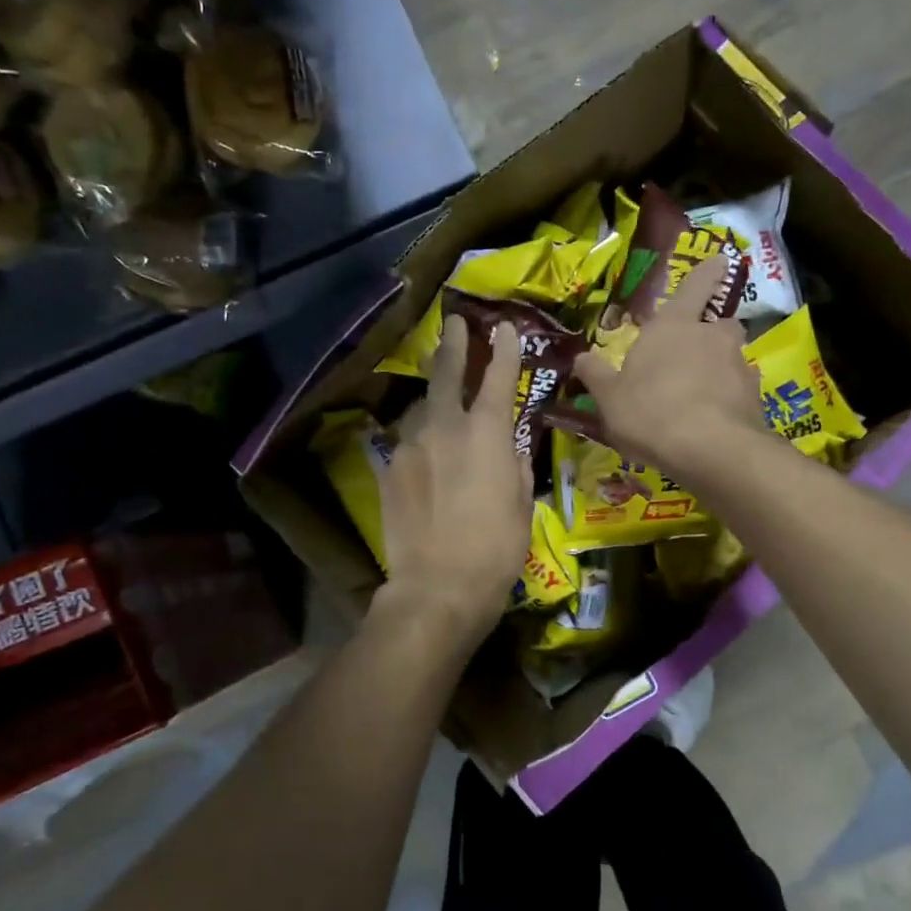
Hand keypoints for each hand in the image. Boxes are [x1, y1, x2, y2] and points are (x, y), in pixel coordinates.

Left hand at [377, 315, 532, 642]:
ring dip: (433, 400)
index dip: (505, 350)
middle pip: (447, 373)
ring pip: (421, 408)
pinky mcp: (388, 468)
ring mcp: (411, 445)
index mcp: (488, 434)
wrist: (437, 587)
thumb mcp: (522, 504)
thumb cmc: (496, 549)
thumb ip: (516, 463)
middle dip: (454, 344)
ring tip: (440, 403)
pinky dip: (418, 438)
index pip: (499, 378)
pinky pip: (405, 441)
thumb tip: (511, 444)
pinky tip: (423, 451)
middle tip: (455, 323)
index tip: (507, 328)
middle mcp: (446, 427)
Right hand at [573, 259, 769, 482]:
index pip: (695, 286)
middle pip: (721, 323)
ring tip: (704, 394)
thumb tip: (581, 357)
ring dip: (721, 368)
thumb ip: (597, 376)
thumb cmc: (650, 412)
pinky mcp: (755, 399)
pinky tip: (717, 420)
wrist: (710, 450)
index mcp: (674, 326)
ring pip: (733, 358)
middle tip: (697, 350)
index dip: (707, 272)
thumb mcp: (609, 398)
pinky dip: (731, 399)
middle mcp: (712, 337)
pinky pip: (741, 391)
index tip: (720, 260)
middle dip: (713, 331)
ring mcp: (739, 367)